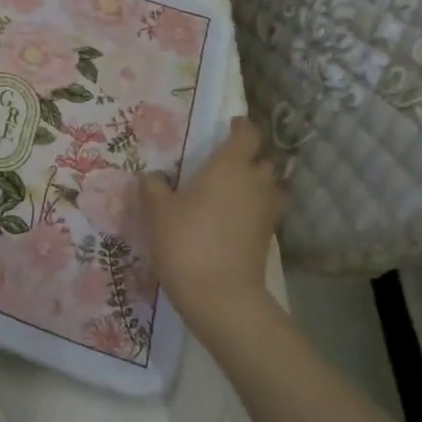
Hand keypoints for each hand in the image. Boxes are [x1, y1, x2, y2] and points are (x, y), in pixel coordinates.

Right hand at [141, 116, 283, 326]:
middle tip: (222, 163)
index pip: (246, 133)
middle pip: (263, 159)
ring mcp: (267, 211)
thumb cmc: (186, 241)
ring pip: (268, 187)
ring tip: (229, 192)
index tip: (227, 126)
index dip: (239, 126)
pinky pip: (264, 211)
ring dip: (255, 184)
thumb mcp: (157, 211)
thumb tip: (152, 176)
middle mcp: (255, 182)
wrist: (220, 295)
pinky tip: (230, 219)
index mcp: (230, 165)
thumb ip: (153, 187)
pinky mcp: (269, 236)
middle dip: (248, 157)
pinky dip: (252, 209)